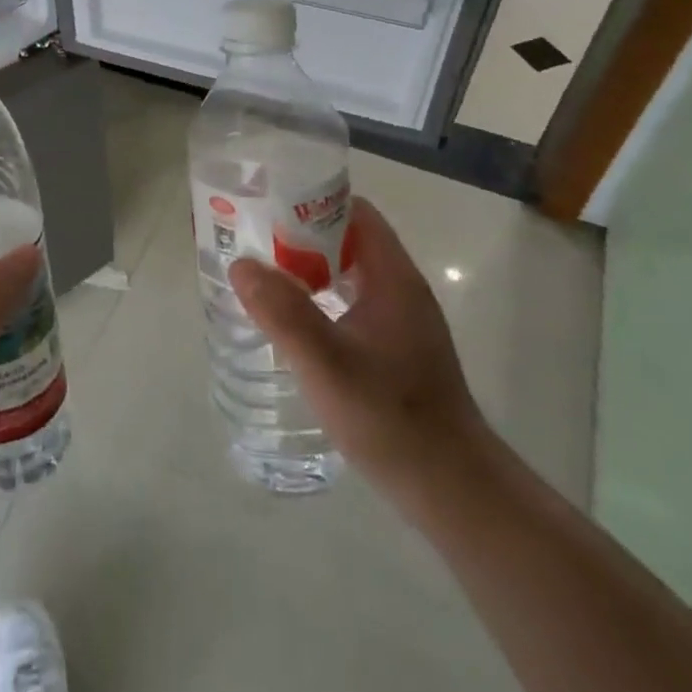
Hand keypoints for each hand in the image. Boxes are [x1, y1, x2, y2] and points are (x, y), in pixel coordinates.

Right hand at [229, 197, 488, 506]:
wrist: (450, 488)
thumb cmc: (390, 418)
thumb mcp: (326, 364)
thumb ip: (283, 313)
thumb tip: (241, 265)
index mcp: (393, 278)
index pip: (354, 212)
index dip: (310, 203)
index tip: (266, 208)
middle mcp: (401, 289)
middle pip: (348, 239)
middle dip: (299, 235)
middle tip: (251, 241)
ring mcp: (401, 320)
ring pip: (348, 273)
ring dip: (308, 268)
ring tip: (261, 275)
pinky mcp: (396, 348)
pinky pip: (352, 302)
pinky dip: (320, 297)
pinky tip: (291, 320)